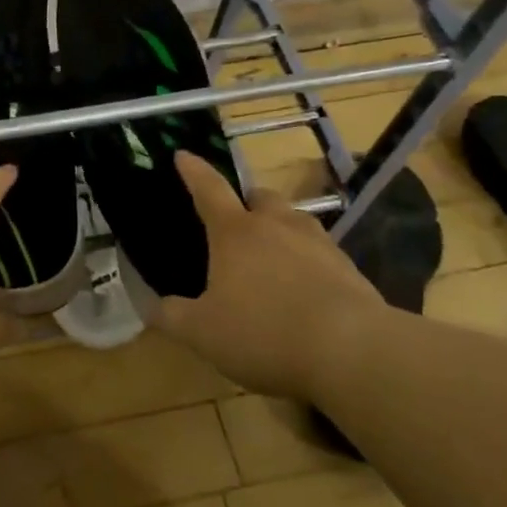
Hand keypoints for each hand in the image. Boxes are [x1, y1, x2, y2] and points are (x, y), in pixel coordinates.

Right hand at [151, 151, 382, 396]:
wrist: (353, 351)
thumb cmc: (264, 332)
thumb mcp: (203, 333)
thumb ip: (173, 317)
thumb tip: (153, 307)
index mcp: (235, 233)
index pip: (208, 190)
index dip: (193, 171)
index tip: (183, 154)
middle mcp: (276, 226)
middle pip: (260, 198)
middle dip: (248, 203)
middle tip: (237, 223)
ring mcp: (318, 244)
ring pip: (296, 221)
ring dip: (282, 230)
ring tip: (274, 258)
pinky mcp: (350, 270)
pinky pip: (323, 254)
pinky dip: (310, 263)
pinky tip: (308, 292)